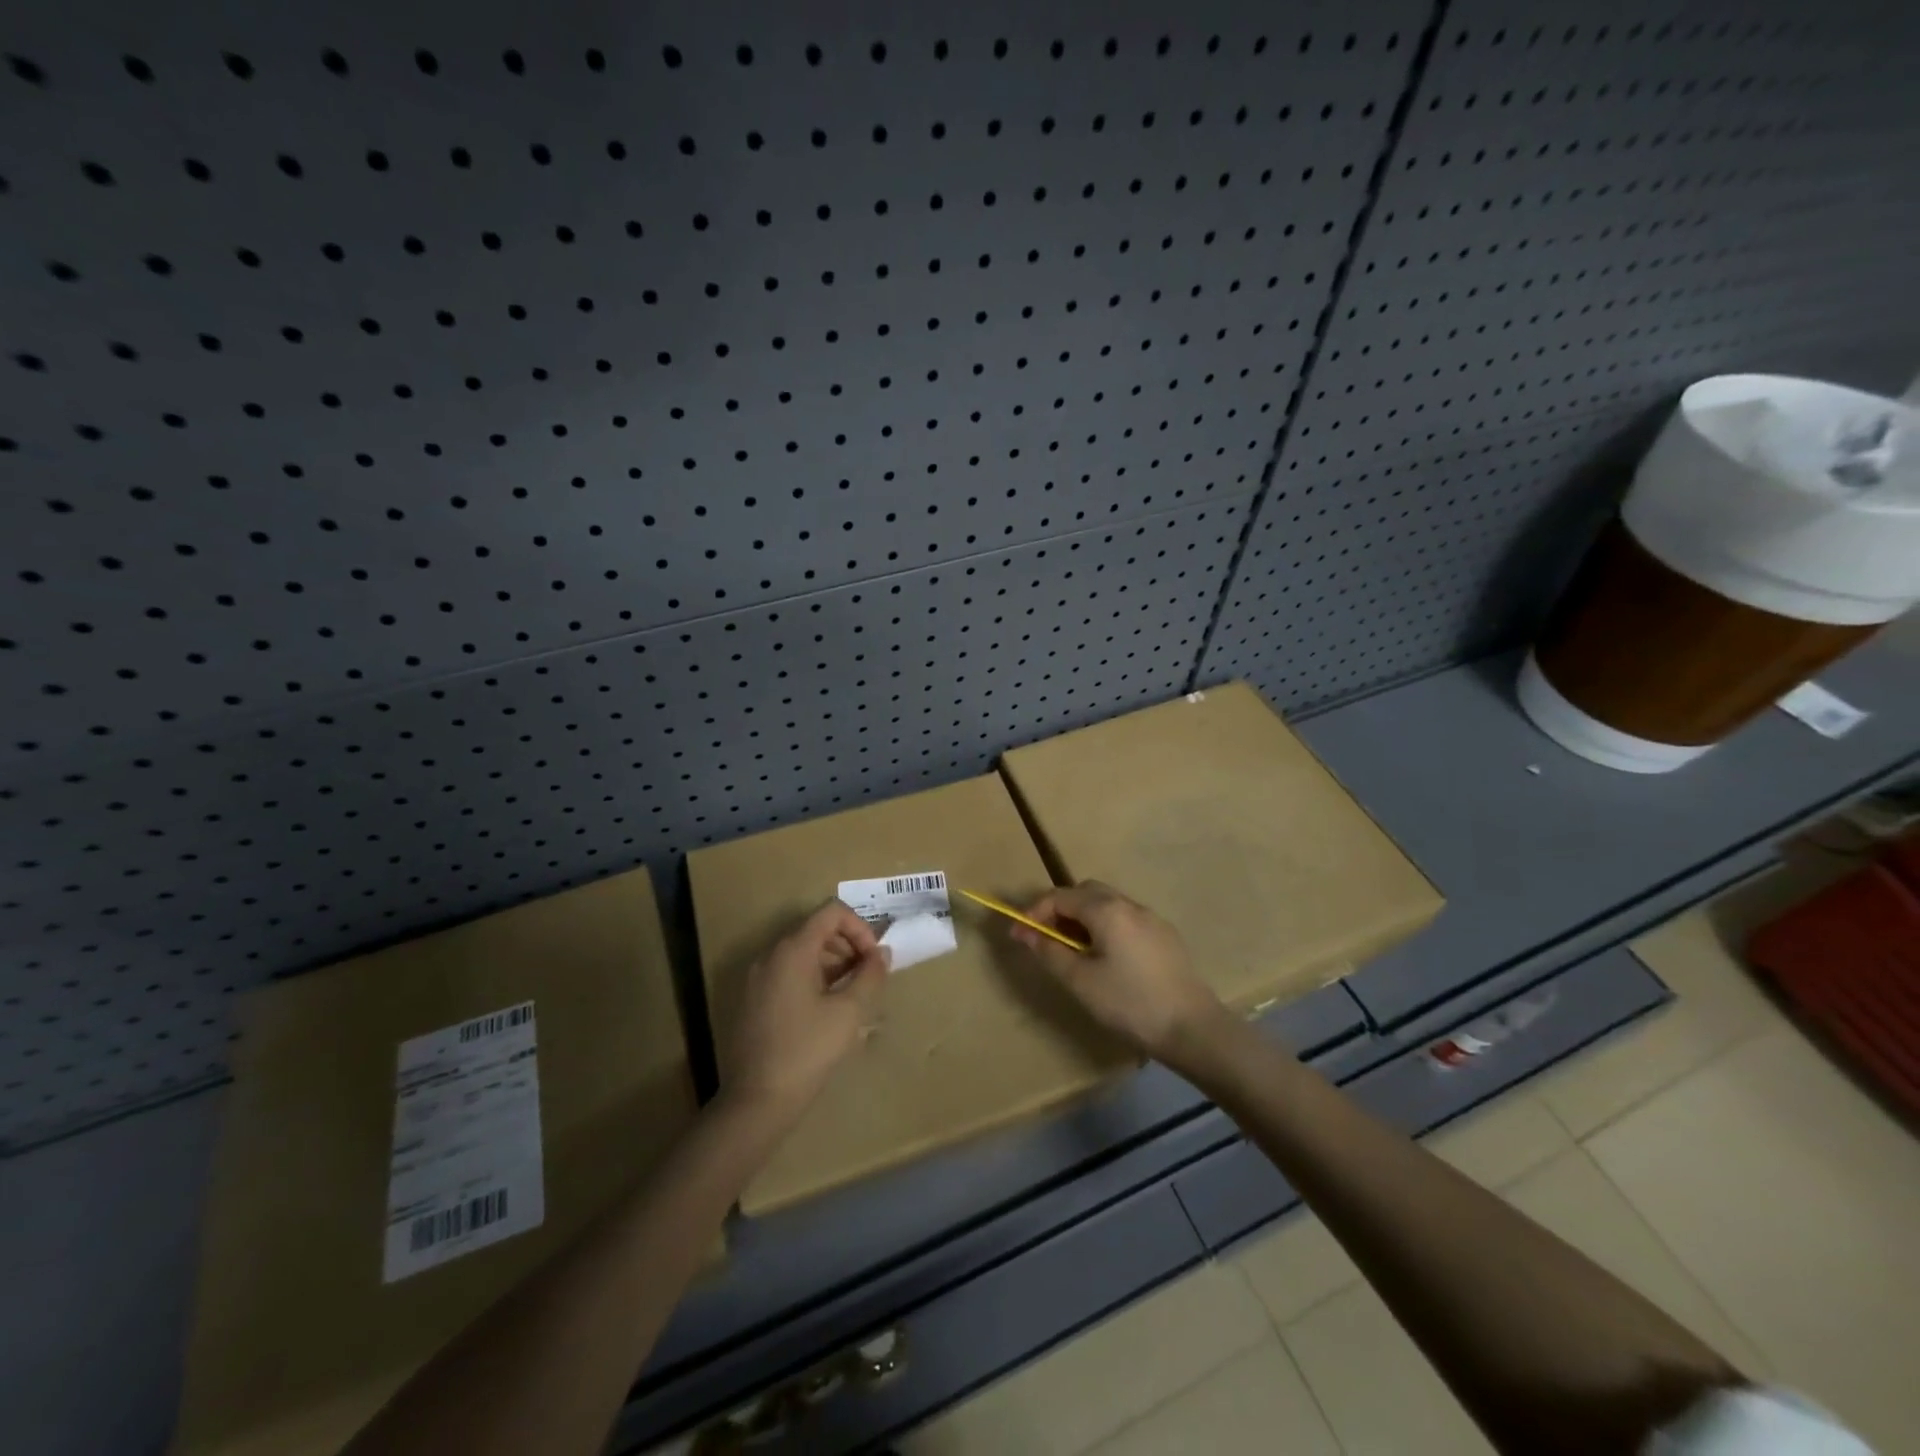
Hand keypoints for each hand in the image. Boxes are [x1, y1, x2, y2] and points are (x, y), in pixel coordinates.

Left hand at [724, 900, 890, 1117]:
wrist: (756, 1101)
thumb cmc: (807, 1051)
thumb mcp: (848, 1012)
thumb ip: (870, 976)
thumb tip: (882, 954)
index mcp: (792, 949)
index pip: (832, 912)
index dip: (860, 928)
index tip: (874, 959)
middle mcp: (770, 955)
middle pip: (816, 930)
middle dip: (849, 946)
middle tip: (868, 978)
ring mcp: (757, 978)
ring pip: (802, 953)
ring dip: (833, 964)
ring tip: (852, 996)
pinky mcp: (753, 1000)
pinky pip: (788, 973)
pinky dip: (813, 979)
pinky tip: (827, 1012)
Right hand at [1009, 881, 1227, 1062]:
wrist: (1192, 1028)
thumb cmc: (1130, 1003)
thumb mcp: (1081, 981)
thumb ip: (1050, 952)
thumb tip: (1025, 932)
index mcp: (1106, 910)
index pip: (1060, 897)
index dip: (1035, 912)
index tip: (1019, 935)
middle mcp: (1129, 904)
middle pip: (1085, 892)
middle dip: (1060, 909)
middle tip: (1047, 939)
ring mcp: (1151, 918)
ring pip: (1108, 904)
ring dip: (1084, 918)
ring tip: (1073, 951)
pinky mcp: (1165, 936)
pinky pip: (1126, 919)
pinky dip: (1106, 927)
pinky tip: (1107, 958)